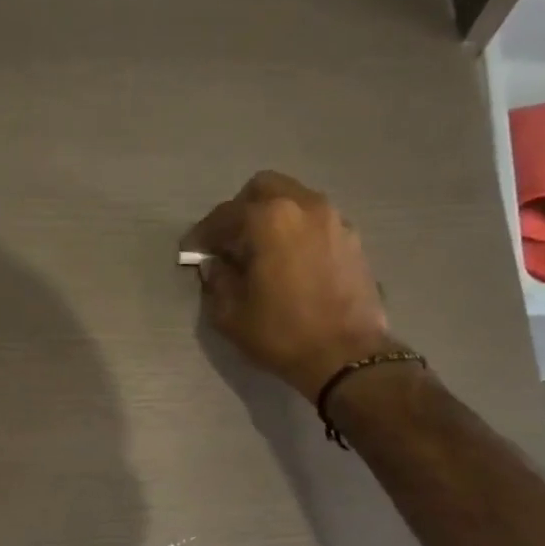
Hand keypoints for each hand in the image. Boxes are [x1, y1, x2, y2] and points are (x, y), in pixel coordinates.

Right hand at [181, 171, 399, 399]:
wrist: (346, 356)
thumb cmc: (282, 334)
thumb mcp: (232, 314)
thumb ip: (217, 280)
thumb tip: (216, 264)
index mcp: (269, 219)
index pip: (225, 215)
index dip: (203, 234)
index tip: (192, 251)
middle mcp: (304, 206)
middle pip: (263, 189)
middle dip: (240, 212)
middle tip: (229, 244)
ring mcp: (333, 219)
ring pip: (293, 201)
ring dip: (271, 219)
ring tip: (260, 252)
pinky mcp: (352, 239)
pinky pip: (314, 221)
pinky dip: (296, 232)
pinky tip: (289, 262)